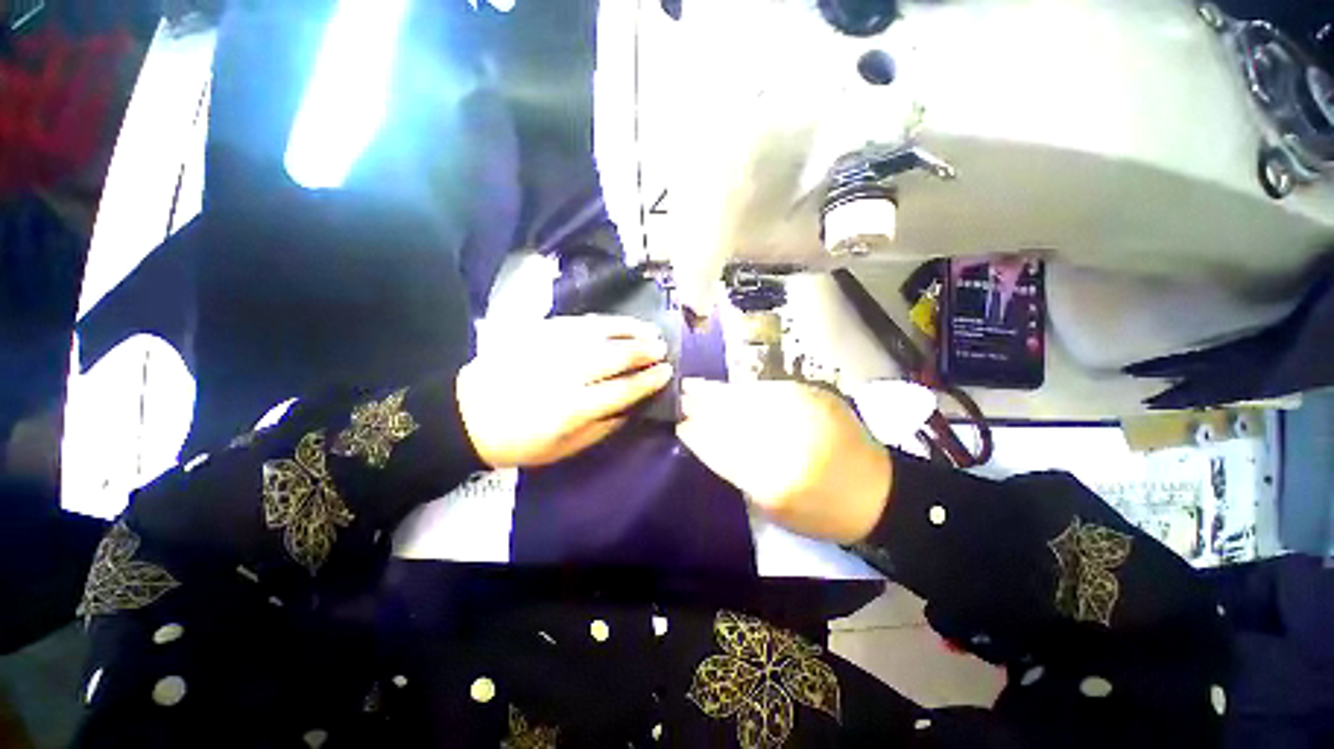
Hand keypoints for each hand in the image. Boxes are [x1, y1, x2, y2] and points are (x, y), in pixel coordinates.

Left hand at [457, 316, 672, 467]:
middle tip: (662, 348)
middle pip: (615, 356)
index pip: (623, 389)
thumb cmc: (521, 440)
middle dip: (645, 351)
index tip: (667, 372)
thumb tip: (634, 405)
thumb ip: (604, 427)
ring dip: (630, 330)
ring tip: (650, 330)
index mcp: (572, 409)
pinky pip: (580, 322)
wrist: (466, 414)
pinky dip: (605, 322)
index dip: (649, 380)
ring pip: (601, 333)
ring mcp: (551, 348)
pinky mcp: (538, 332)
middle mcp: (566, 374)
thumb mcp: (566, 448)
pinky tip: (619, 323)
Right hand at [676, 379, 891, 543]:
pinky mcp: (816, 396)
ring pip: (748, 398)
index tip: (680, 425)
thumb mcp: (771, 506)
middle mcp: (788, 440)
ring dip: (718, 392)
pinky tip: (730, 388)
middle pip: (733, 418)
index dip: (698, 434)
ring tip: (696, 386)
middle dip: (702, 406)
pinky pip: (769, 389)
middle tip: (682, 397)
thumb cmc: (819, 512)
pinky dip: (745, 389)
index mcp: (774, 479)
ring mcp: (804, 412)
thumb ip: (736, 470)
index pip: (723, 450)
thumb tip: (704, 439)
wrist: (876, 492)